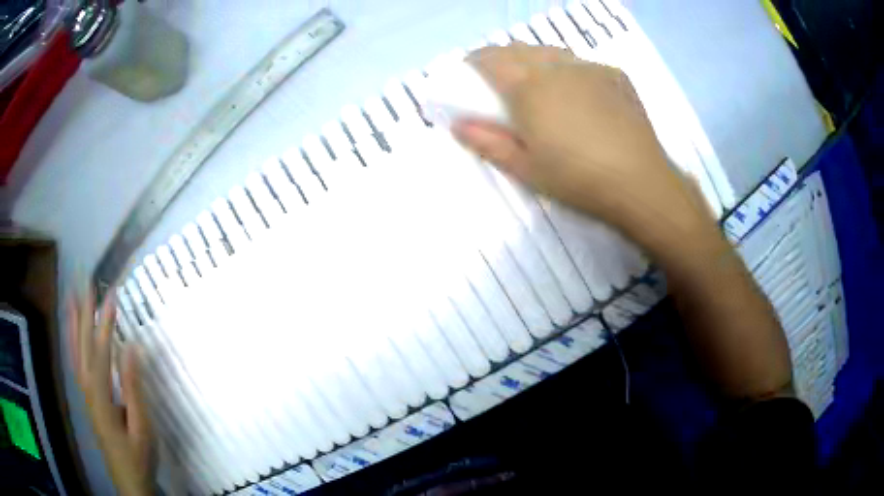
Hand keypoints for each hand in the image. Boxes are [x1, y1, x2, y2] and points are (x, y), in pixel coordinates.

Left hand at [68, 290, 153, 495]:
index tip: (112, 294)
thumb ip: (133, 388)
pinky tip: (74, 333)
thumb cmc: (138, 455)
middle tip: (88, 284)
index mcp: (101, 395)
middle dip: (85, 314)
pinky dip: (73, 343)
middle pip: (83, 345)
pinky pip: (77, 364)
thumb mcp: (141, 427)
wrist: (128, 480)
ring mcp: (85, 393)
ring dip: (74, 323)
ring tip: (74, 297)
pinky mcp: (88, 398)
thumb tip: (130, 348)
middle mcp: (88, 389)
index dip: (105, 322)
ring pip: (75, 352)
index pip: (101, 350)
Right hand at [451, 44, 714, 255]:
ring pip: (551, 51)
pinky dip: (568, 70)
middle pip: (519, 49)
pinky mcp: (614, 75)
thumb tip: (456, 124)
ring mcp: (589, 67)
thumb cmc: (576, 179)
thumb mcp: (525, 168)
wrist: (640, 182)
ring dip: (534, 58)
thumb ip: (487, 142)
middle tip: (499, 80)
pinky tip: (577, 93)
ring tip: (537, 81)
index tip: (469, 75)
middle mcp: (556, 66)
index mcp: (528, 87)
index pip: (489, 59)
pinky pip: (582, 63)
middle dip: (501, 58)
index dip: (474, 63)